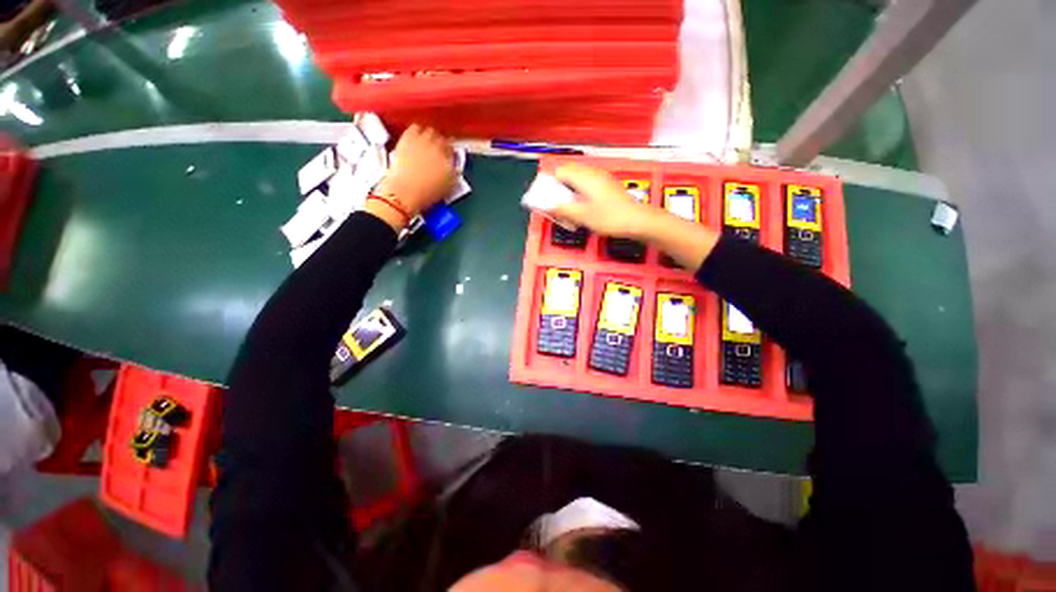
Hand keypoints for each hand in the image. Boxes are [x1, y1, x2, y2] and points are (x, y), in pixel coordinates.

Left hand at [374, 124, 455, 216]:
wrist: (406, 190)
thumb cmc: (428, 193)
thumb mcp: (448, 187)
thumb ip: (453, 174)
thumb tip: (454, 168)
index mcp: (449, 160)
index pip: (452, 149)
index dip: (449, 152)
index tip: (447, 155)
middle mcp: (438, 147)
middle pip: (442, 138)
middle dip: (440, 143)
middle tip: (437, 149)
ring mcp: (423, 140)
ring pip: (430, 131)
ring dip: (429, 136)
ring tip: (426, 143)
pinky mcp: (407, 138)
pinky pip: (415, 128)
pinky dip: (417, 131)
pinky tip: (415, 138)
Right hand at [552, 162, 653, 238]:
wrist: (636, 220)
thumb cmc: (608, 218)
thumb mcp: (582, 216)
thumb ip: (563, 210)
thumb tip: (548, 206)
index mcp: (584, 177)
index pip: (560, 171)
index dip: (551, 183)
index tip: (549, 197)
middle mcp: (592, 172)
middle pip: (569, 171)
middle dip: (560, 185)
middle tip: (559, 203)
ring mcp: (601, 176)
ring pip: (579, 176)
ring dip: (570, 188)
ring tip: (570, 205)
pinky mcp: (607, 183)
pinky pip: (588, 181)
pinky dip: (580, 190)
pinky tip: (584, 205)